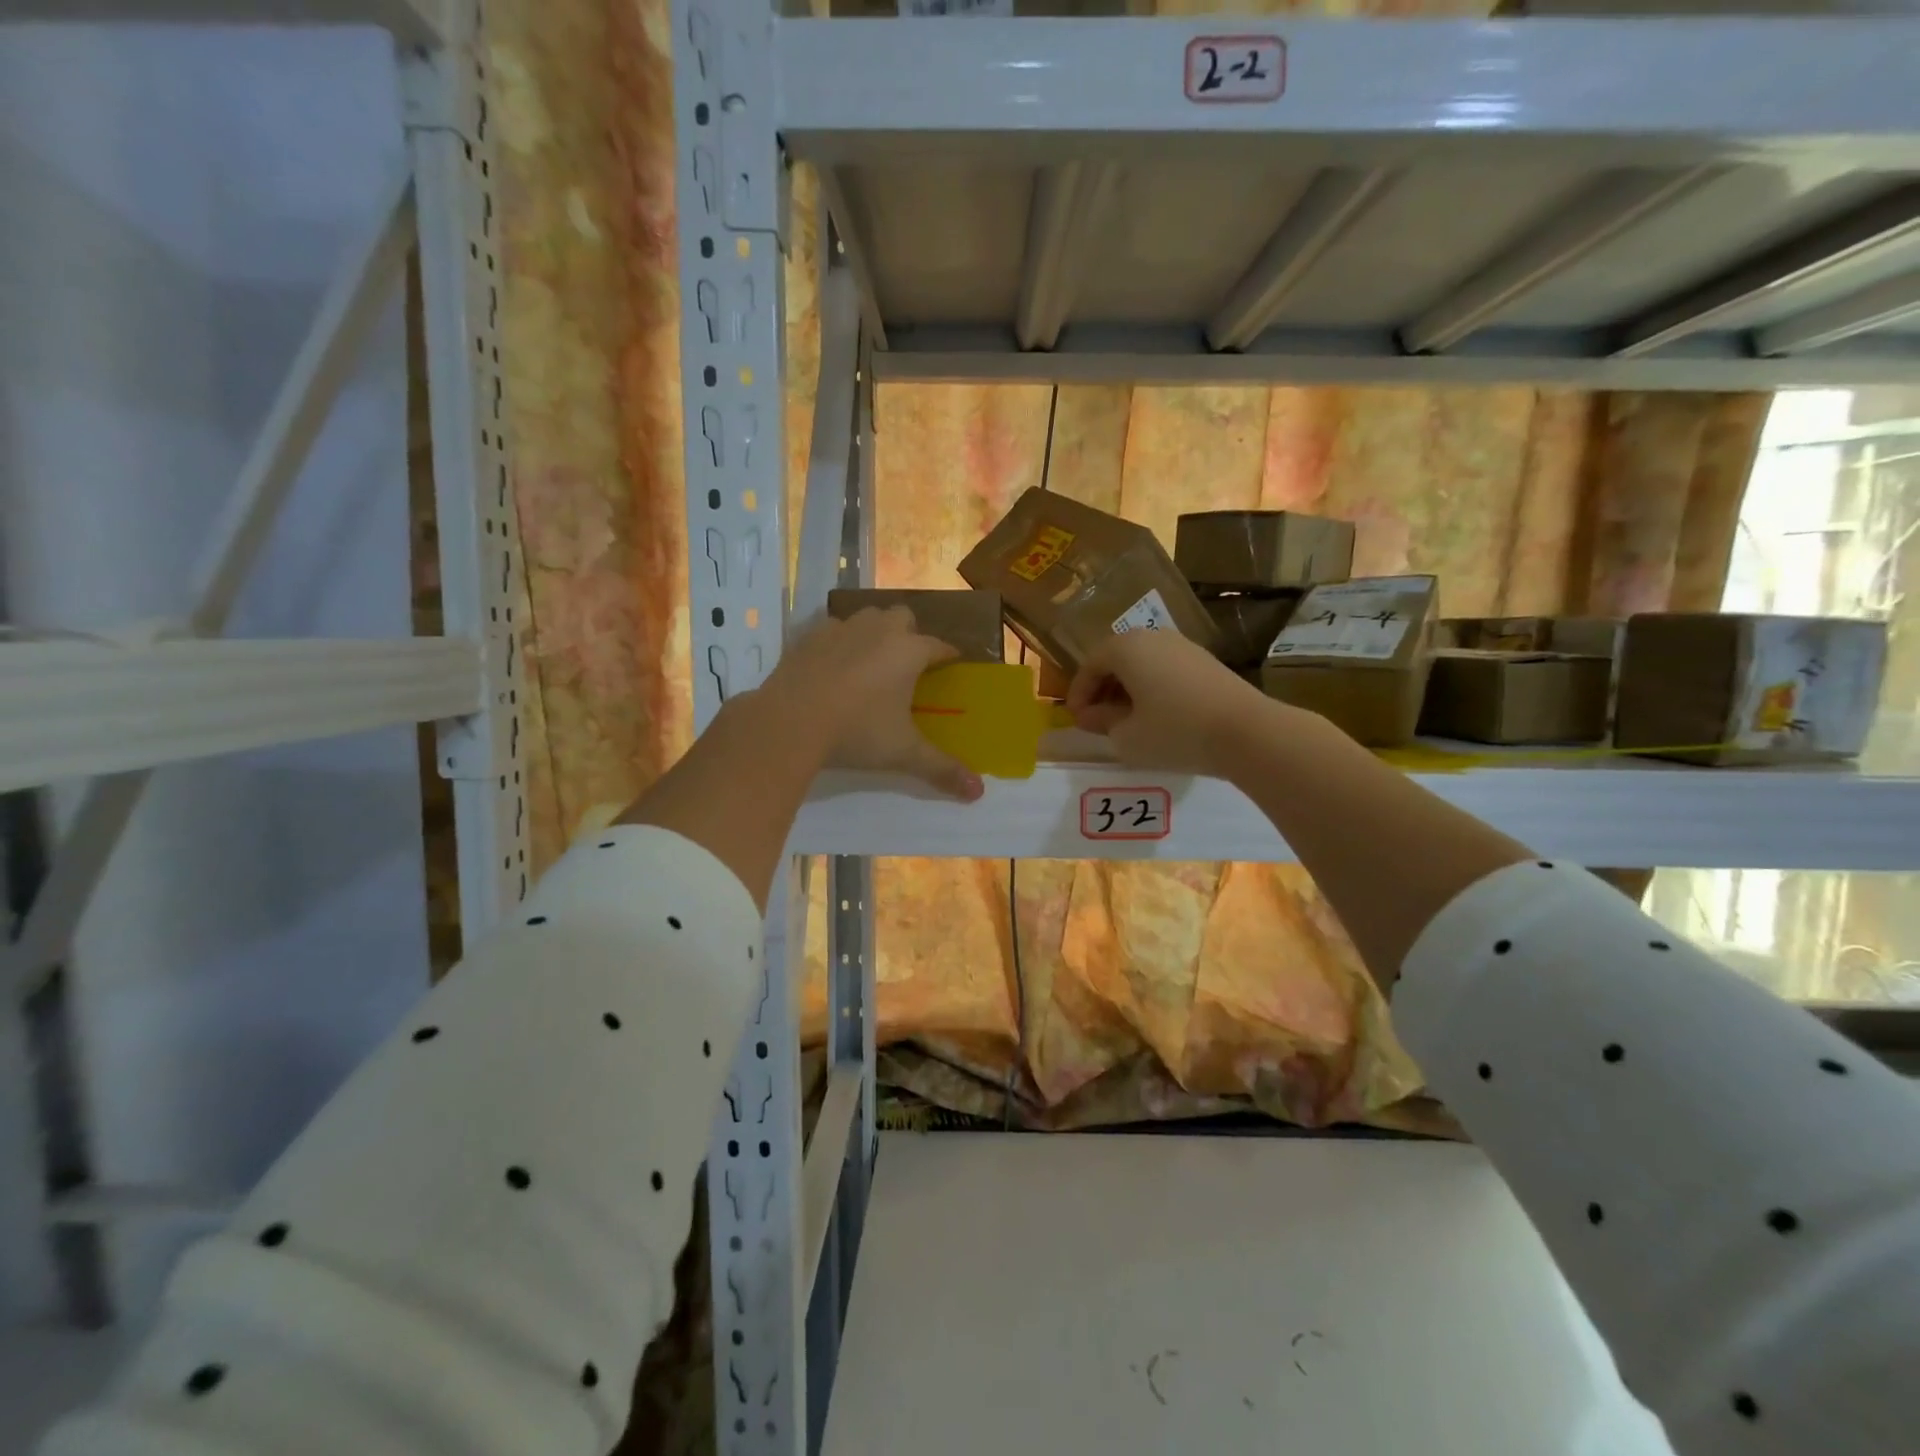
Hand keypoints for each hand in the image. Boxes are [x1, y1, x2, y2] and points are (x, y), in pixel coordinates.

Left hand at [760, 606, 983, 800]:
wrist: (789, 722)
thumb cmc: (856, 732)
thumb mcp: (903, 753)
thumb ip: (941, 769)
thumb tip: (978, 792)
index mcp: (908, 651)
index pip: (939, 646)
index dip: (948, 656)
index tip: (952, 665)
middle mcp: (878, 630)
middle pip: (903, 616)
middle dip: (909, 634)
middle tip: (907, 664)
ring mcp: (840, 629)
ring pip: (866, 616)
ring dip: (874, 631)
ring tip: (870, 660)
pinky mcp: (808, 637)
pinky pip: (831, 629)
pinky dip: (838, 641)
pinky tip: (832, 665)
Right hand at [1066, 629, 1274, 775]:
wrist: (1247, 732)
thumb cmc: (1175, 732)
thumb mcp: (1126, 736)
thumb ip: (1102, 722)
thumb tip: (1091, 715)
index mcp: (1126, 648)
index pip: (1090, 665)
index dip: (1078, 694)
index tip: (1076, 720)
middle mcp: (1153, 637)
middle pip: (1116, 659)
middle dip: (1102, 689)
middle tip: (1096, 720)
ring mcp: (1183, 646)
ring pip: (1142, 663)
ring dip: (1127, 689)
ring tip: (1125, 721)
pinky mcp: (1205, 661)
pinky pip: (1165, 669)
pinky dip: (1151, 688)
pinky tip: (1155, 716)